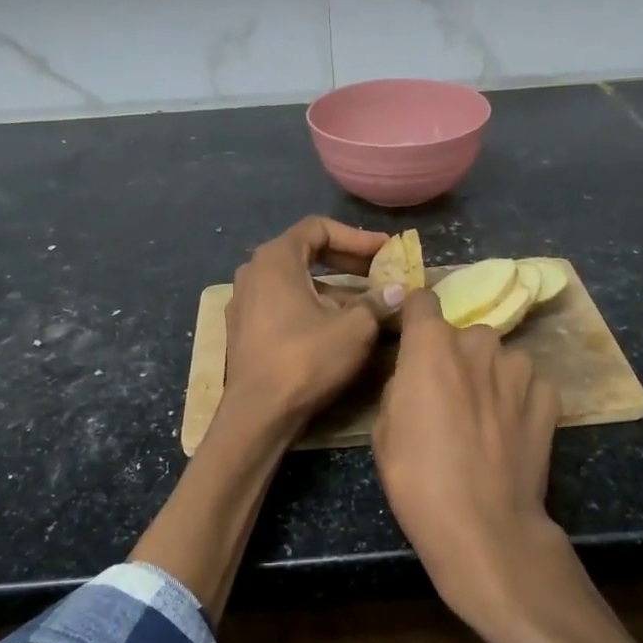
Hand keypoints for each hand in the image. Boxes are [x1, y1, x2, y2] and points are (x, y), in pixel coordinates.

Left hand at [222, 216, 397, 428]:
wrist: (258, 413)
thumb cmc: (306, 359)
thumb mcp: (355, 328)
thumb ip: (377, 302)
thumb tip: (398, 290)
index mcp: (275, 259)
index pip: (319, 228)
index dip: (356, 237)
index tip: (385, 251)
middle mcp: (253, 272)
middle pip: (305, 252)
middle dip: (346, 261)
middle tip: (378, 273)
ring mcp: (244, 301)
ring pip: (295, 282)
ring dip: (331, 288)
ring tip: (365, 305)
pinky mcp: (243, 329)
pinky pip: (282, 304)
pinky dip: (311, 306)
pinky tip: (335, 328)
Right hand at [373, 290, 573, 631]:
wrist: (483, 525)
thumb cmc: (418, 478)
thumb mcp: (385, 430)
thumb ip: (402, 386)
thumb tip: (416, 377)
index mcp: (431, 346)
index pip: (423, 301)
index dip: (416, 318)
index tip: (414, 337)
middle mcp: (478, 344)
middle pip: (464, 335)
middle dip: (456, 356)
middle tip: (450, 397)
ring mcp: (519, 369)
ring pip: (499, 359)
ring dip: (490, 377)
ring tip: (484, 419)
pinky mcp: (548, 398)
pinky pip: (528, 385)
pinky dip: (518, 400)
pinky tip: (510, 432)